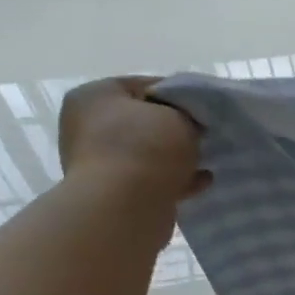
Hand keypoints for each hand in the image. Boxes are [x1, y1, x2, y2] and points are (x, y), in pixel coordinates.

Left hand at [57, 77, 208, 205]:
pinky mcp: (112, 192)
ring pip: (148, 153)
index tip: (205, 110)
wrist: (124, 208)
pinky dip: (174, 180)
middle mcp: (87, 126)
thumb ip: (188, 114)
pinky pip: (150, 179)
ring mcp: (97, 162)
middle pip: (144, 121)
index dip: (180, 96)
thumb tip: (191, 124)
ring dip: (176, 158)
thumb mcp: (179, 117)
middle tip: (206, 136)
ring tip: (207, 161)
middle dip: (177, 130)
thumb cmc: (147, 149)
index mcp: (95, 96)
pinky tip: (201, 182)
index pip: (144, 86)